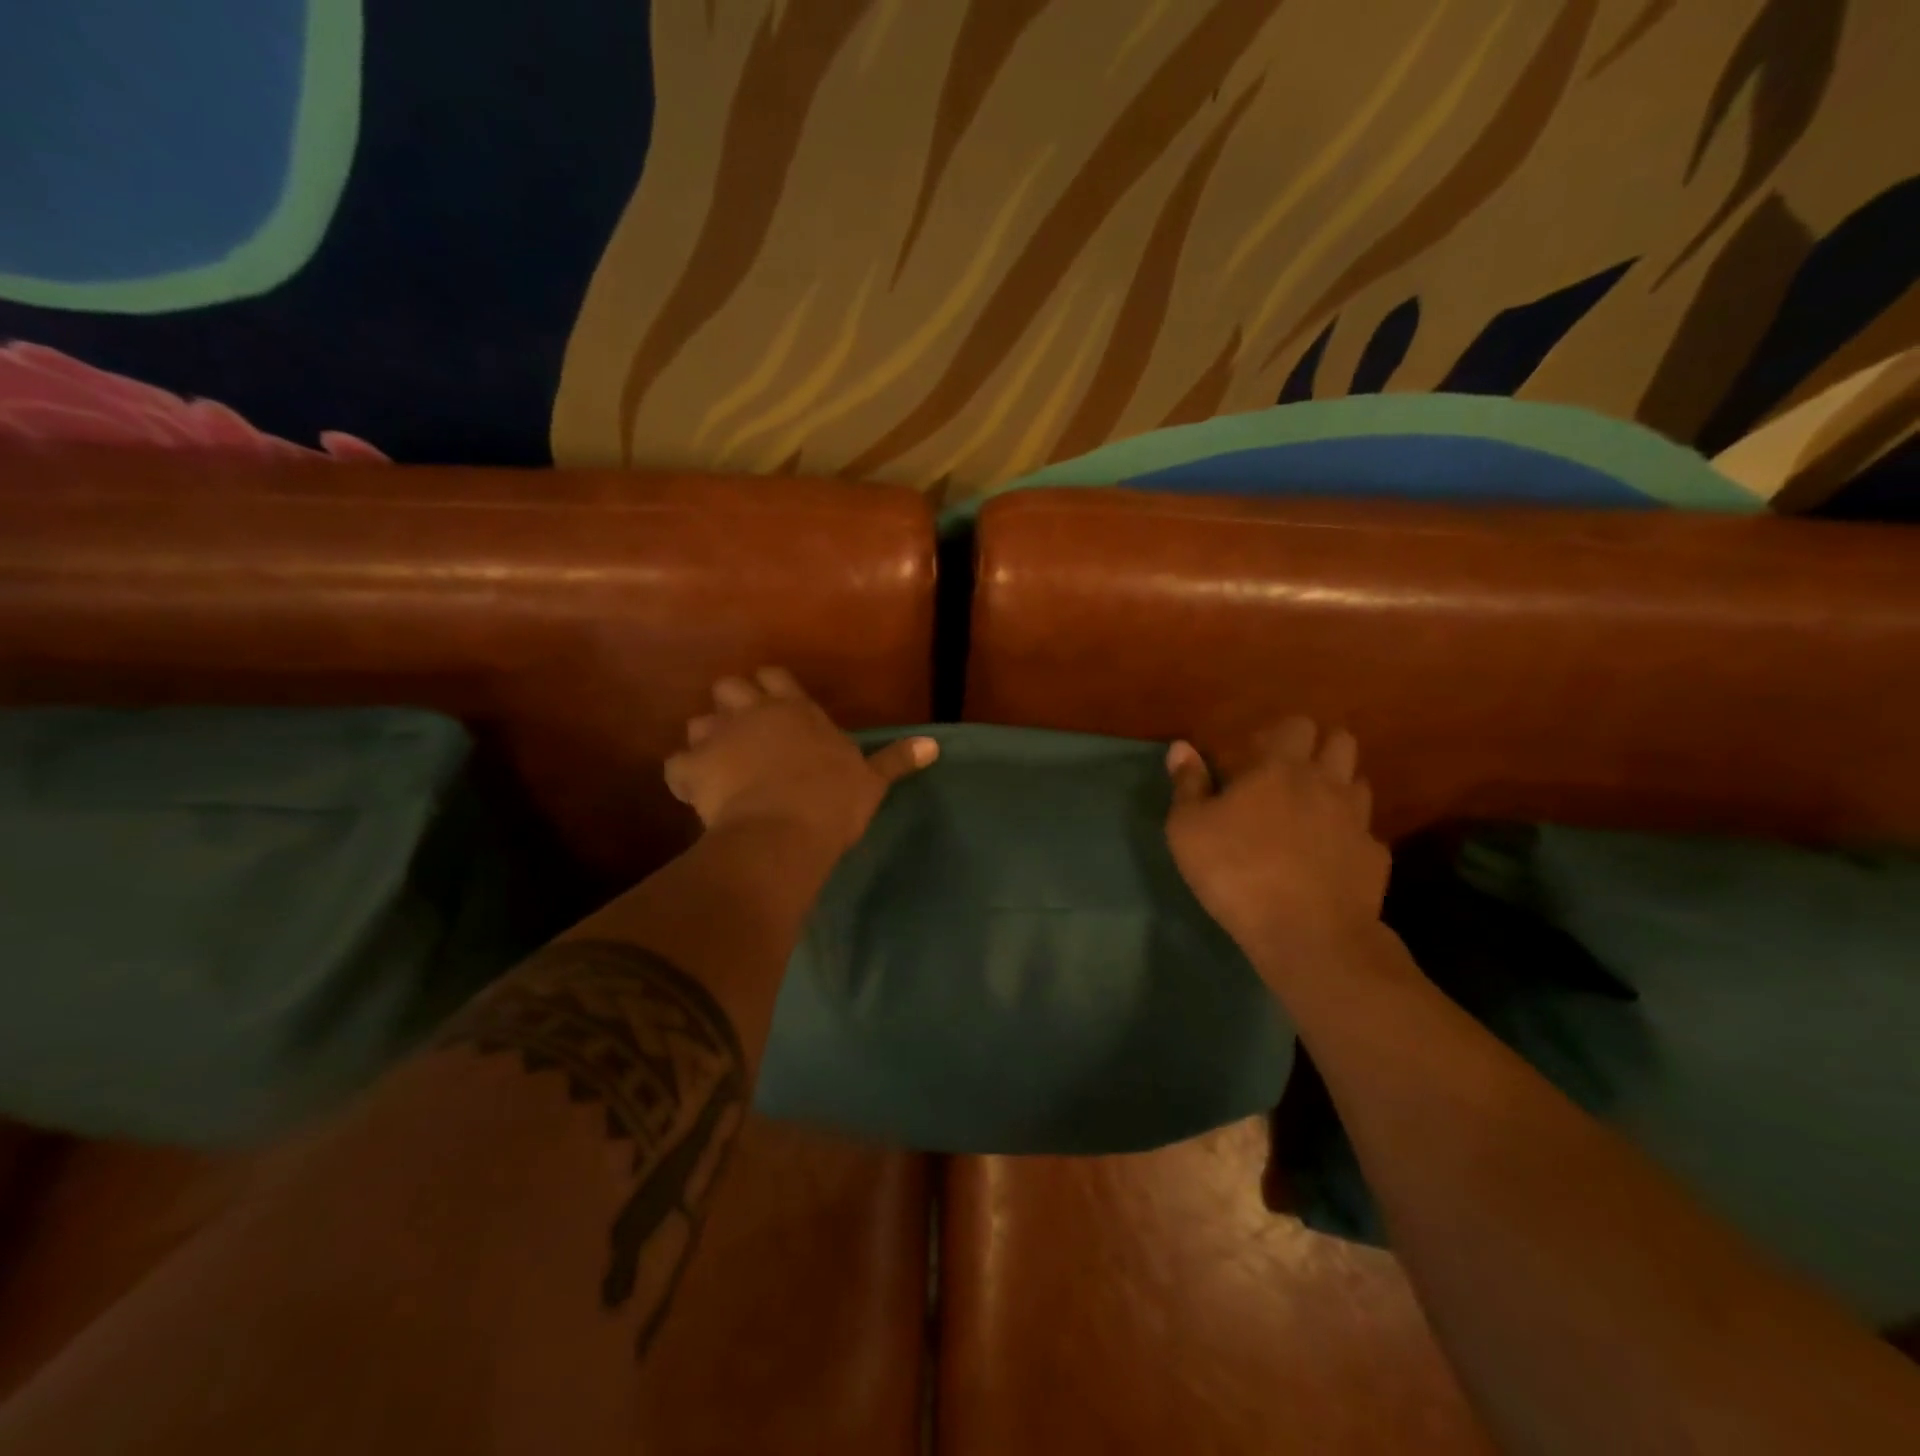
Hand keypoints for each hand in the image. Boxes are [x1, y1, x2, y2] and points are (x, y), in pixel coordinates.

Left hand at [664, 668, 936, 851]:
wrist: (785, 829)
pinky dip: (684, 777)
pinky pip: (676, 765)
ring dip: (706, 740)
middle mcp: (754, 713)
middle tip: (743, 735)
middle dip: (731, 705)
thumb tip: (934, 745)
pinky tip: (695, 794)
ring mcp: (719, 737)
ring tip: (719, 765)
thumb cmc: (832, 800)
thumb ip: (896, 758)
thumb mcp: (871, 780)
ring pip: (697, 722)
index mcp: (796, 711)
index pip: (775, 677)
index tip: (773, 706)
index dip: (769, 687)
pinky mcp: (693, 768)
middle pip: (728, 686)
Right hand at [1165, 718, 1389, 967]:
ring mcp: (1357, 819)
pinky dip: (1349, 838)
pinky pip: (1366, 834)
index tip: (1253, 756)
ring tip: (1310, 813)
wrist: (1307, 933)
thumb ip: (1188, 784)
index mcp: (1279, 767)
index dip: (1278, 734)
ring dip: (1337, 789)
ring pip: (1358, 783)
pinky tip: (1328, 859)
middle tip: (1288, 775)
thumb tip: (1182, 747)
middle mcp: (1325, 783)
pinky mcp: (1375, 857)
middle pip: (1340, 741)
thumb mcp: (1188, 828)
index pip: (1295, 725)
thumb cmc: (1236, 870)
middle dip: (1318, 748)